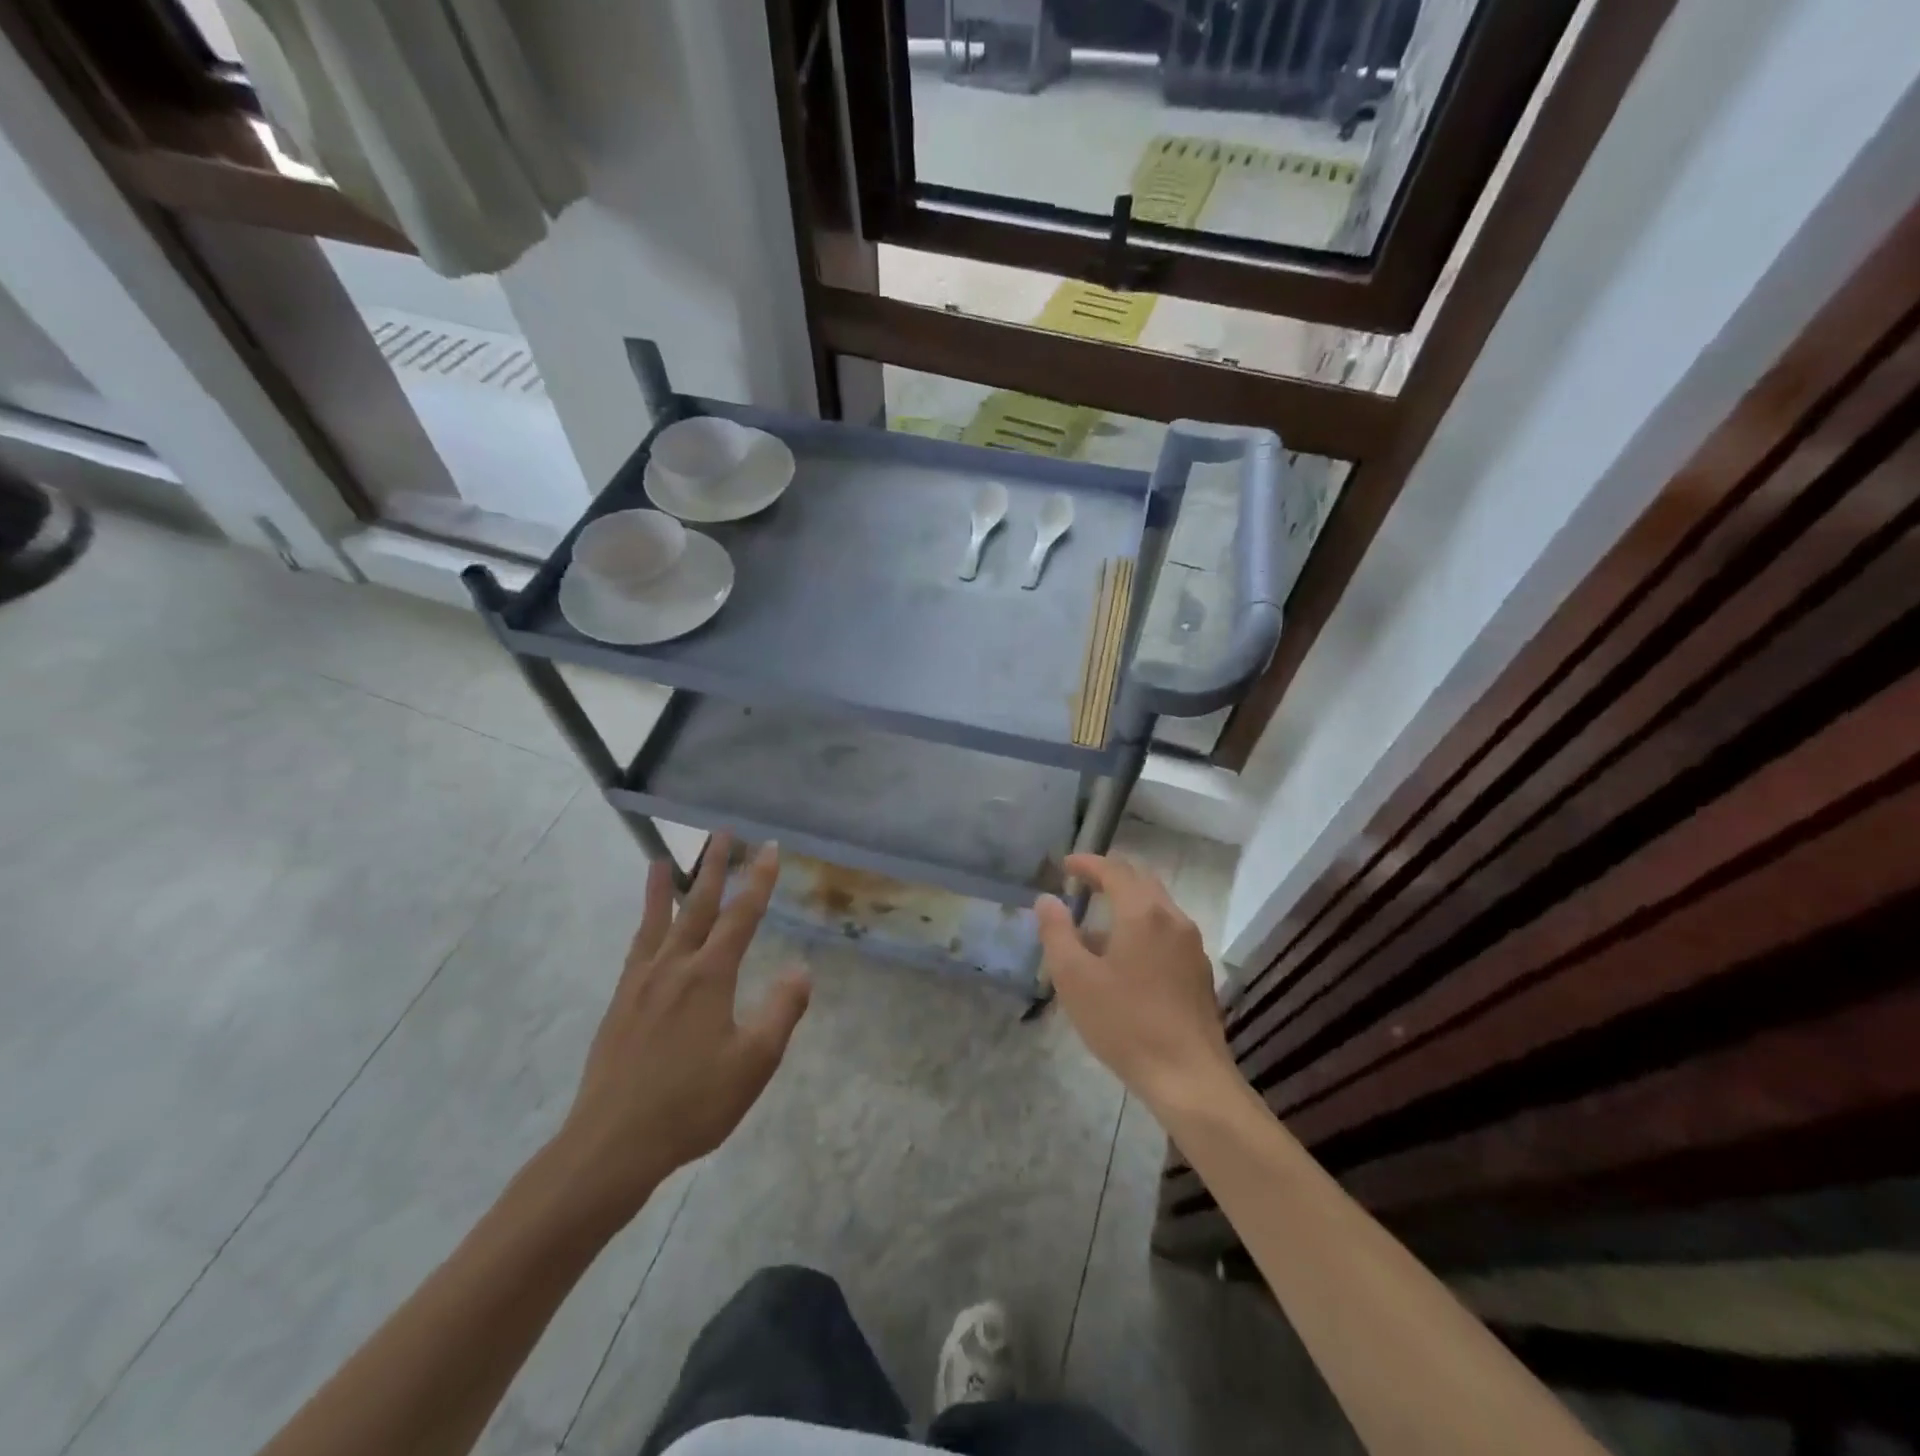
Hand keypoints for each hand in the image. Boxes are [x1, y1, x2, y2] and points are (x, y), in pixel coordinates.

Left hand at [555, 835, 810, 1222]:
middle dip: (714, 867)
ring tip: (665, 858)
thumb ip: (781, 1012)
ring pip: (658, 921)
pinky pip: (636, 948)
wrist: (612, 1144)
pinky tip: (645, 926)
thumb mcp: (753, 1063)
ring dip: (667, 887)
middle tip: (722, 833)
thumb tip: (802, 969)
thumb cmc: (692, 1104)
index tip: (769, 848)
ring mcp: (642, 983)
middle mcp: (675, 967)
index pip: (741, 916)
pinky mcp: (620, 1003)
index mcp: (710, 976)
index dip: (758, 880)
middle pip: (698, 905)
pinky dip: (642, 925)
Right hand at [1036, 854, 1232, 1115]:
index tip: (1065, 865)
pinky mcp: (1199, 971)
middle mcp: (1173, 919)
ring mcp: (1192, 945)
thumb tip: (1047, 900)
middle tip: (1082, 883)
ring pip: (1157, 906)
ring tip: (1097, 924)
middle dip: (1110, 876)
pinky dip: (1143, 925)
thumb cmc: (1125, 1024)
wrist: (1189, 1077)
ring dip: (1127, 902)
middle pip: (1141, 881)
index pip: (1114, 870)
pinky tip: (1125, 957)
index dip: (1088, 863)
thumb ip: (1057, 933)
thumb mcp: (1075, 979)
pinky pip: (1167, 931)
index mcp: (1143, 913)